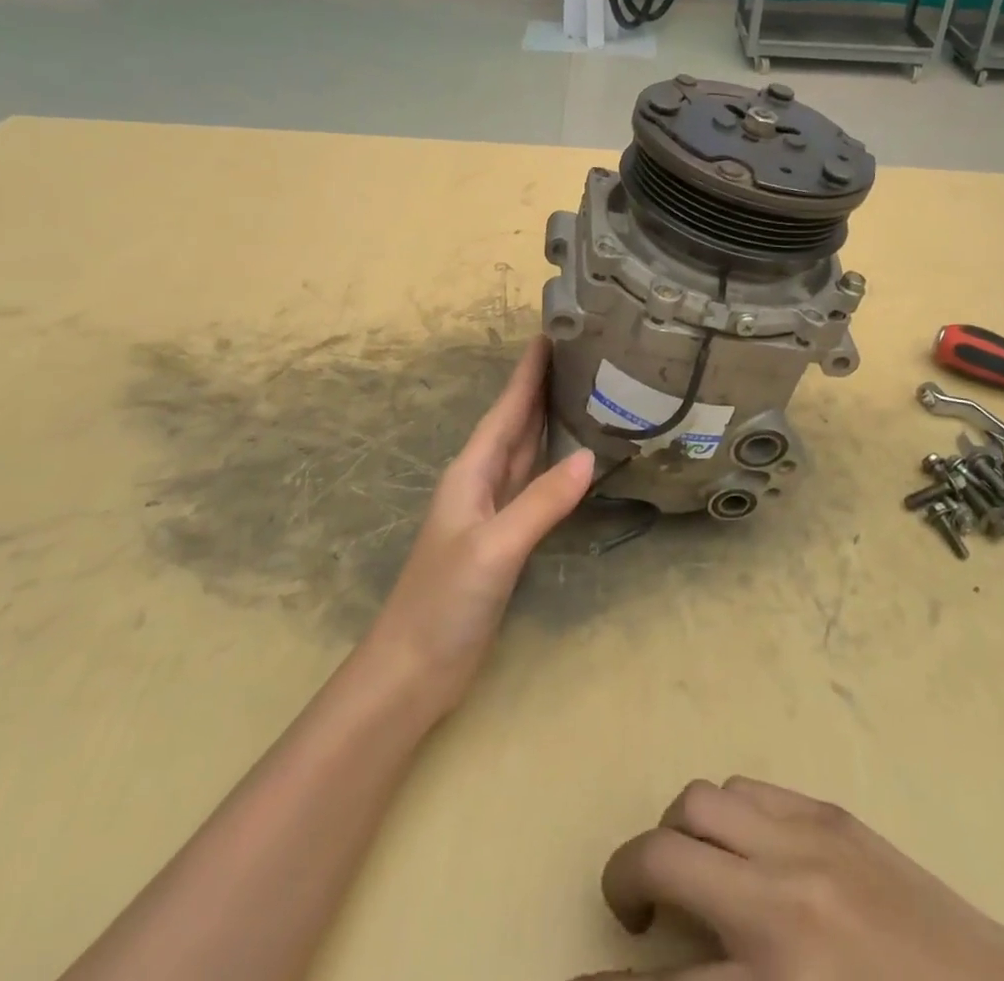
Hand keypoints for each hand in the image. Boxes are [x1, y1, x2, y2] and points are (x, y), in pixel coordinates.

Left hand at [364, 337, 594, 713]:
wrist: (414, 669)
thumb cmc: (444, 601)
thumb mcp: (494, 547)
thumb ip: (540, 502)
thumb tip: (589, 458)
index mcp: (472, 472)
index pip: (506, 409)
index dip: (527, 372)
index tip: (550, 332)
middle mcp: (481, 481)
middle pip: (516, 422)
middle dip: (542, 386)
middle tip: (580, 353)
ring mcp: (493, 510)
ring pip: (526, 450)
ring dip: (548, 419)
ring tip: (584, 390)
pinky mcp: (505, 537)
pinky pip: (533, 484)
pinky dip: (553, 463)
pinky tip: (574, 457)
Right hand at [586, 778, 1003, 980]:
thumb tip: (685, 965)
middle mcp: (779, 900)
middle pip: (663, 855)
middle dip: (627, 878)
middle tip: (633, 910)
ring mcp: (806, 840)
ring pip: (701, 800)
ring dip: (678, 833)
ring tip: (692, 870)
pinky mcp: (831, 812)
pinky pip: (749, 788)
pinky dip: (725, 813)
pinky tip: (741, 849)